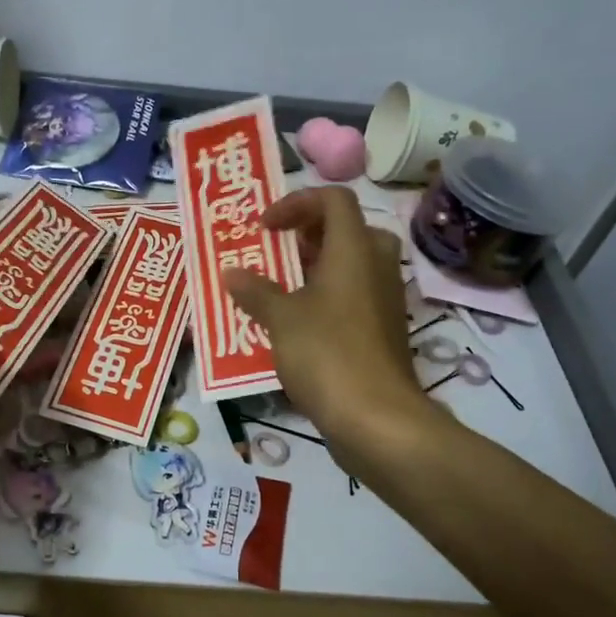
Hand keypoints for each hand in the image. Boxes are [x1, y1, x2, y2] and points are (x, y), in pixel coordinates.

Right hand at [221, 187, 439, 470]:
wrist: (376, 417)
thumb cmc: (327, 354)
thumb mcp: (281, 319)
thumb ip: (255, 291)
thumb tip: (231, 273)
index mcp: (354, 249)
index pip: (334, 199)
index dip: (297, 203)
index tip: (266, 228)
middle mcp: (375, 266)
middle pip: (346, 229)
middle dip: (306, 235)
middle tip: (275, 253)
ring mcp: (383, 299)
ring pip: (350, 265)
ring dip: (313, 268)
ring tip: (276, 289)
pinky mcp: (382, 330)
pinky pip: (353, 296)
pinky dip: (325, 297)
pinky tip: (294, 325)